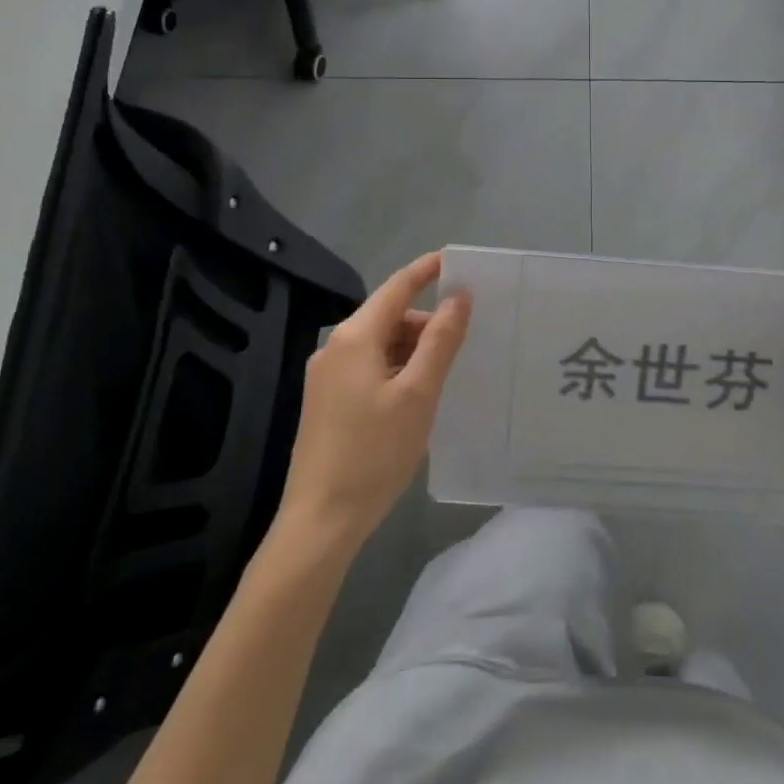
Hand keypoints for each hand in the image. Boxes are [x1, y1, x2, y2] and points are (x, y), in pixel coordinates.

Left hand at [276, 252, 470, 555]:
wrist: (319, 523)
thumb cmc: (373, 453)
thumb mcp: (418, 393)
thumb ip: (440, 340)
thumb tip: (459, 297)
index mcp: (355, 337)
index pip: (397, 287)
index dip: (426, 270)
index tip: (456, 259)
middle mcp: (335, 348)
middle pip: (389, 317)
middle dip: (426, 322)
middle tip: (464, 340)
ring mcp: (326, 377)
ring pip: (380, 345)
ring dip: (412, 349)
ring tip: (444, 375)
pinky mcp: (326, 402)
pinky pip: (369, 368)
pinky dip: (396, 369)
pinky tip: (416, 396)